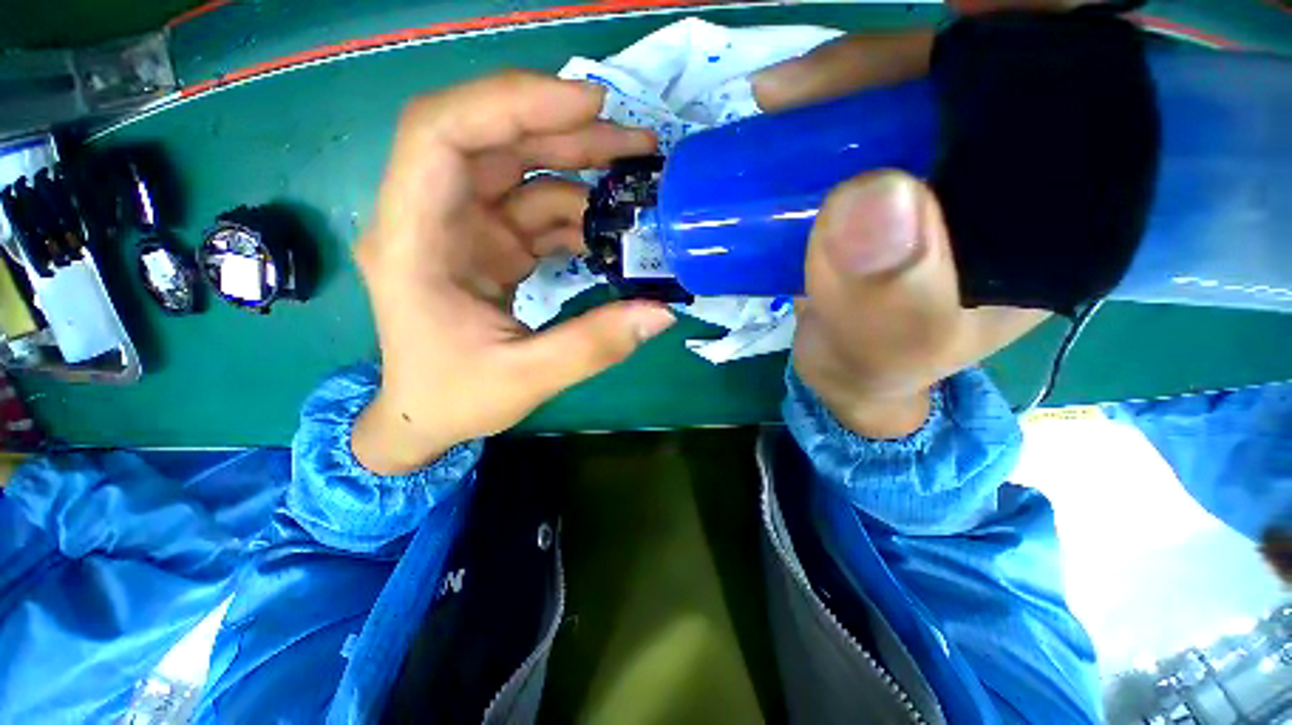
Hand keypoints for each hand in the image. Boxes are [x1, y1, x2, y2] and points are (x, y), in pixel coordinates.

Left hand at [352, 72, 674, 473]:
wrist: (427, 416)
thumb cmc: (454, 399)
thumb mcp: (526, 379)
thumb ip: (593, 345)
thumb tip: (662, 312)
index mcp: (413, 242)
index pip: (443, 135)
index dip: (511, 104)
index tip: (586, 105)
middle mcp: (431, 220)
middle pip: (492, 142)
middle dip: (564, 132)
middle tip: (635, 142)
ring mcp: (463, 230)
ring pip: (520, 173)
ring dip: (579, 170)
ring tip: (637, 177)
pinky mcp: (489, 246)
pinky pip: (535, 212)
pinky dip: (577, 214)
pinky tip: (613, 229)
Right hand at [753, 31, 1048, 438]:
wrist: (846, 371)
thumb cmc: (879, 367)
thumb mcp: (889, 349)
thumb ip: (886, 298)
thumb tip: (868, 198)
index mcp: (1052, 212)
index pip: (1073, 88)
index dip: (1020, 39)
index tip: (953, 26)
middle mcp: (1007, 175)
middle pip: (979, 72)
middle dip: (897, 60)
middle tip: (806, 84)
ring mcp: (942, 172)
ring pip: (913, 89)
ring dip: (848, 82)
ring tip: (782, 96)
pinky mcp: (889, 181)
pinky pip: (864, 123)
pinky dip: (825, 109)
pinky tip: (787, 112)